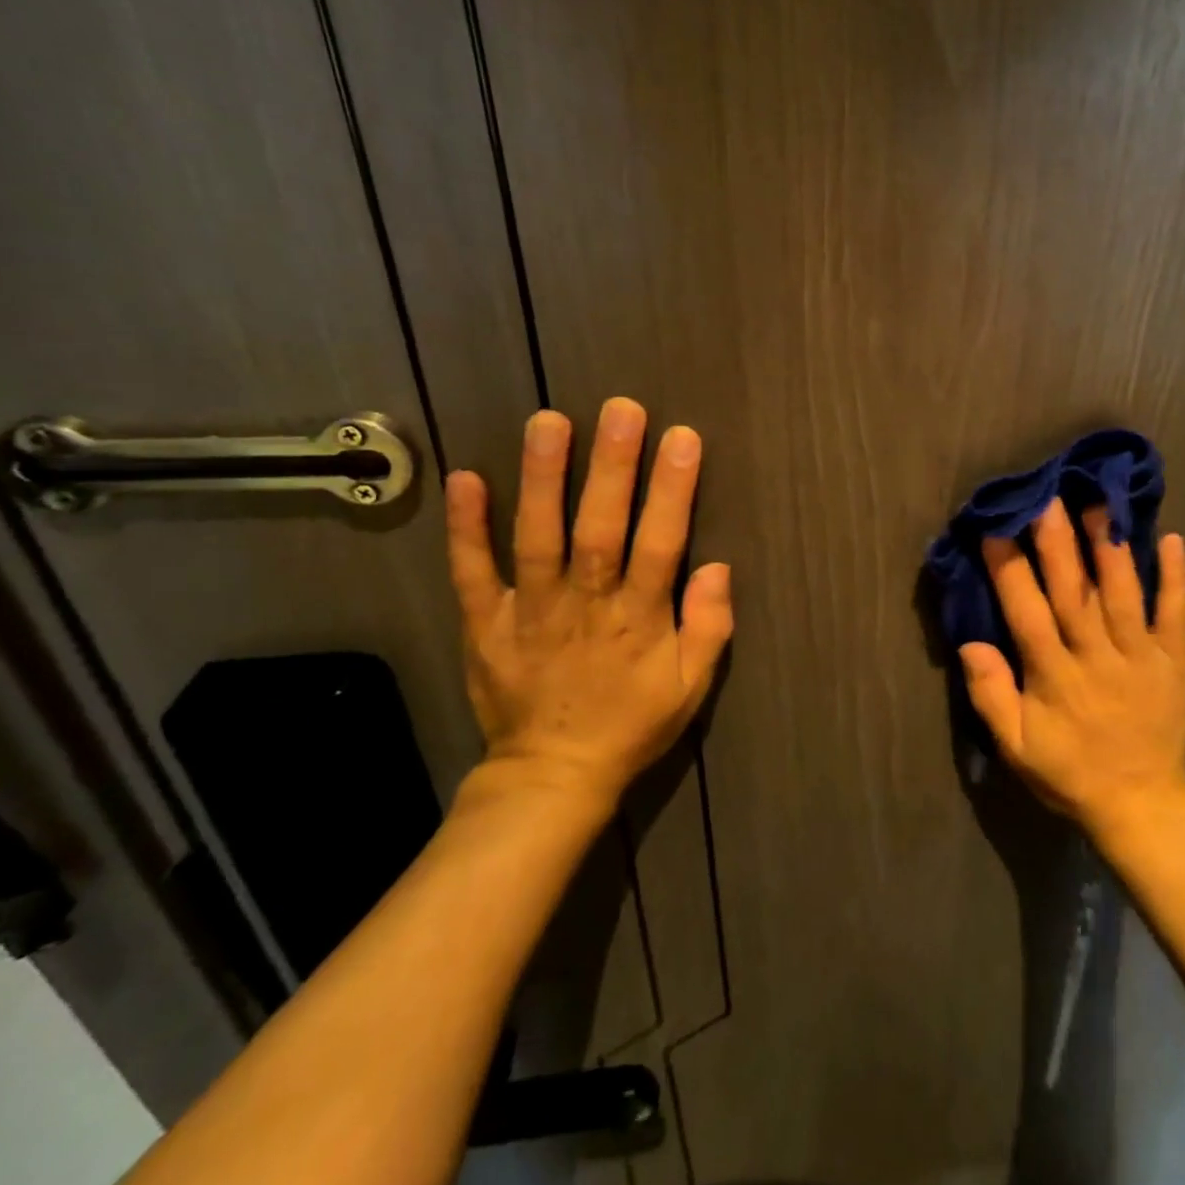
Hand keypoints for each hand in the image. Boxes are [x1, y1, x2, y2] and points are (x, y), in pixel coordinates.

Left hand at [443, 400, 732, 813]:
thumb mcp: (692, 688)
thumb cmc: (631, 723)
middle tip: (621, 409)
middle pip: (600, 530)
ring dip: (543, 480)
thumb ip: (710, 628)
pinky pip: (473, 573)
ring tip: (549, 422)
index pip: (660, 545)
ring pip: (537, 539)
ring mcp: (530, 612)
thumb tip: (718, 567)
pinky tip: (466, 478)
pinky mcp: (486, 624)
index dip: (672, 491)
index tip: (682, 438)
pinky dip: (466, 529)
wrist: (553, 775)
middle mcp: (585, 606)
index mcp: (638, 620)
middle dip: (613, 468)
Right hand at [959, 499, 1184, 842]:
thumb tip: (970, 644)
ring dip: (1111, 547)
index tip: (995, 528)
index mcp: (1054, 675)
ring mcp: (1139, 656)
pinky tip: (1172, 539)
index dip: (1009, 569)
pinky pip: (1175, 614)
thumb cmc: (1071, 773)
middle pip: (1073, 591)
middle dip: (1058, 542)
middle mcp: (1096, 656)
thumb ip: (992, 696)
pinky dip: (1175, 578)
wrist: (1143, 805)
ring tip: (1100, 504)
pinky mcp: (1173, 661)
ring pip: (1122, 593)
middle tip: (1047, 497)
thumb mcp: (1017, 748)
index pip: (1027, 612)